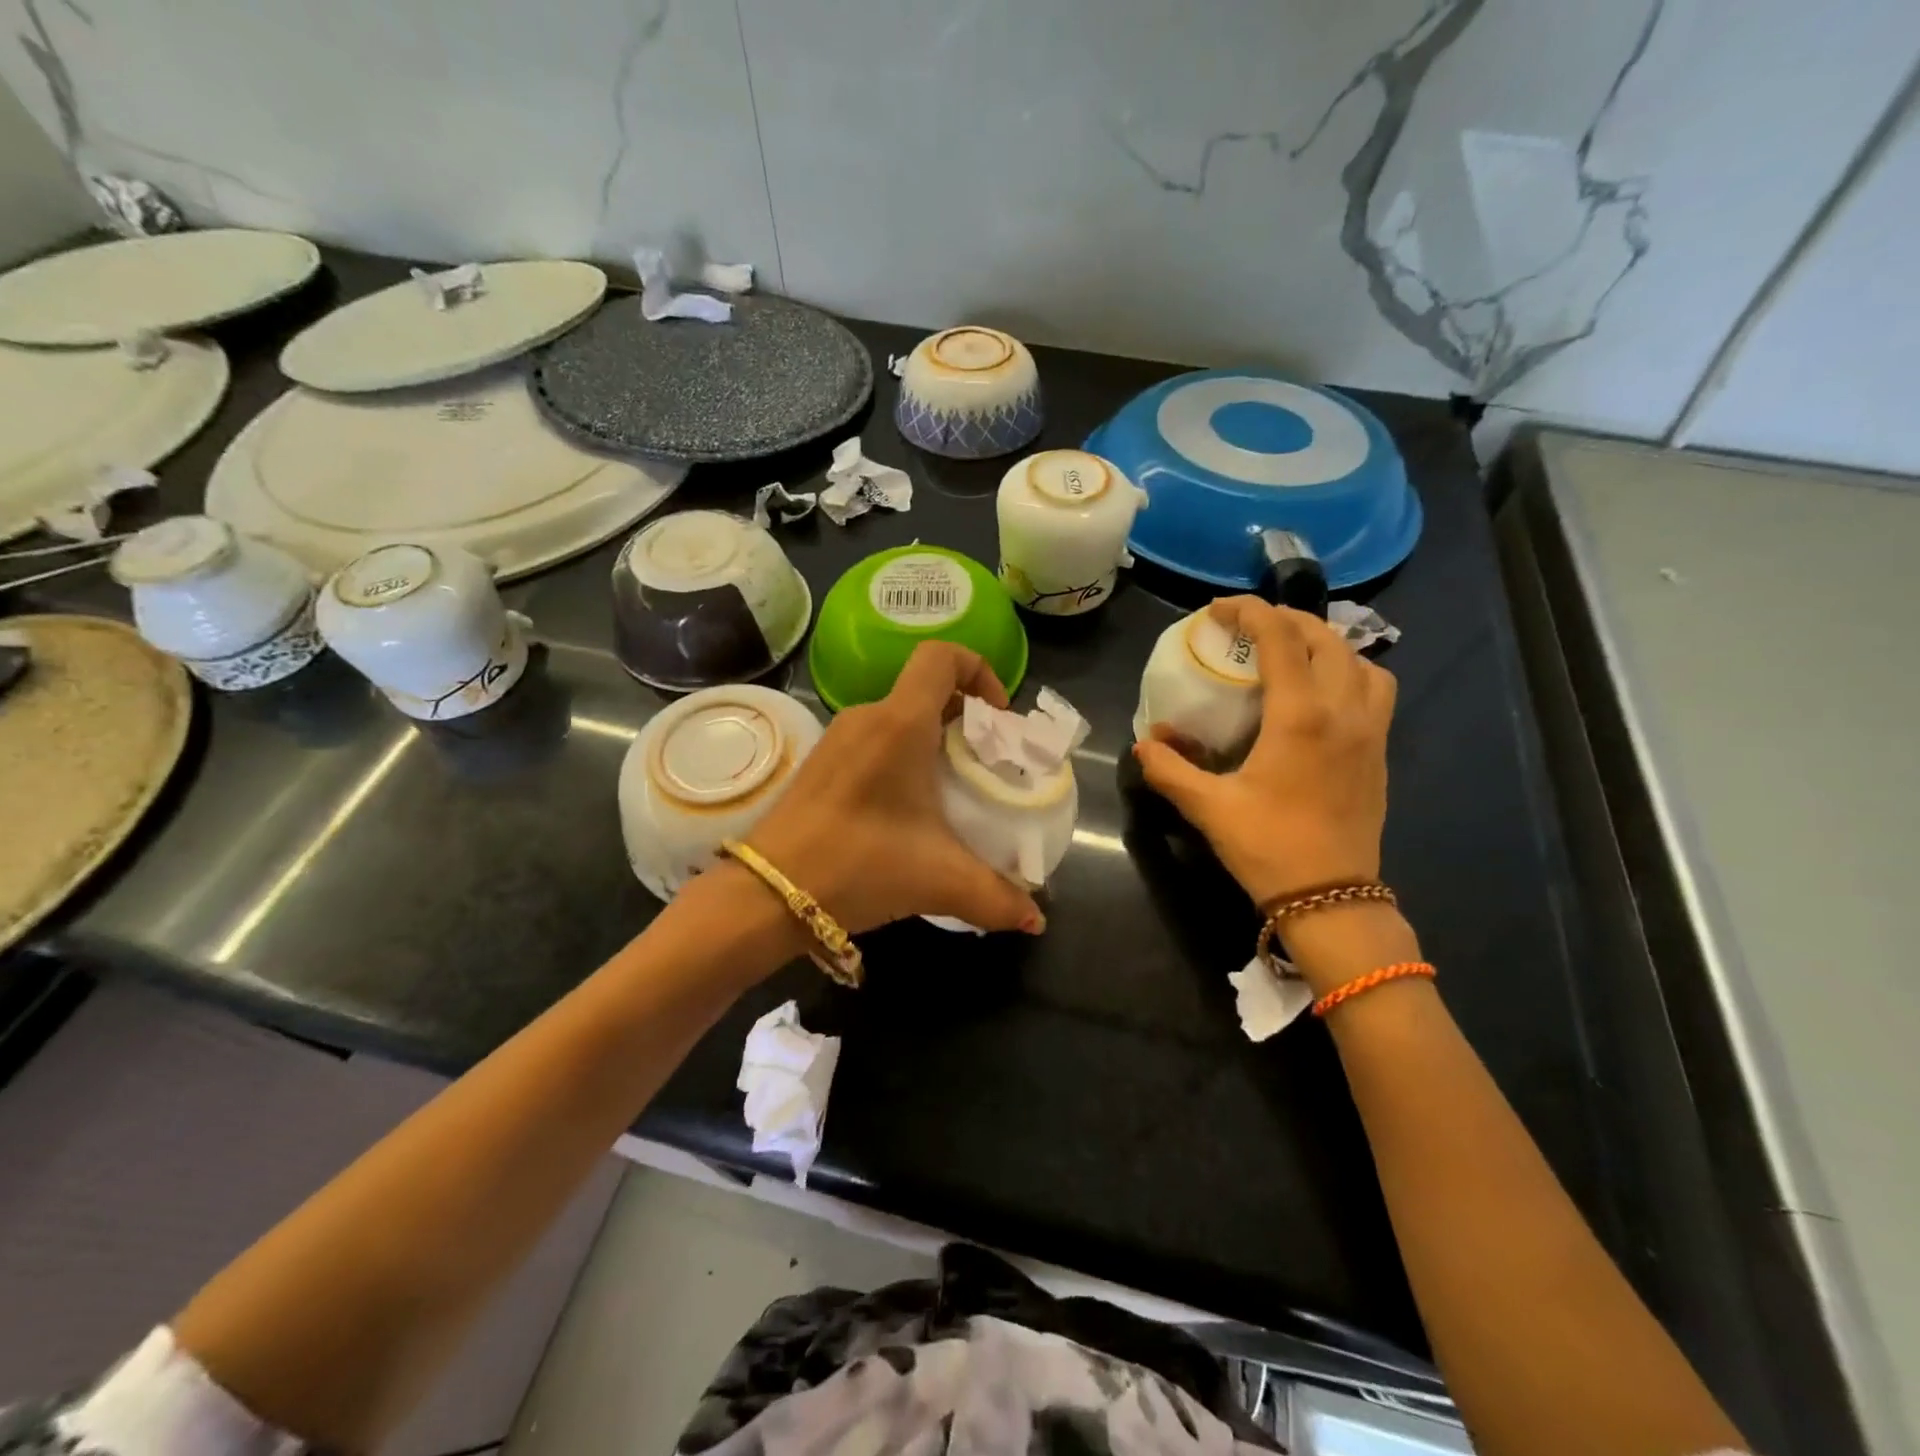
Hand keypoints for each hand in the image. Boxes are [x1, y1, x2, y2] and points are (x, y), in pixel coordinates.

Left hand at [744, 642, 1044, 936]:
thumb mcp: (938, 880)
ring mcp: (838, 738)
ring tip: (953, 792)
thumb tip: (1035, 919)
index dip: (979, 670)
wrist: (767, 893)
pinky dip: (903, 757)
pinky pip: (875, 740)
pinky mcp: (820, 763)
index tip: (996, 718)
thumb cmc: (858, 865)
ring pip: (899, 718)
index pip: (942, 657)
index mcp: (900, 723)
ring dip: (933, 742)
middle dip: (966, 719)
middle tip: (986, 764)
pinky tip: (909, 810)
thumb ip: (996, 897)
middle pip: (926, 690)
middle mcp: (868, 716)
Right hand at [1133, 597, 1395, 907]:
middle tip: (1250, 627)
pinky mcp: (1380, 752)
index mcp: (1300, 716)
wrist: (1332, 898)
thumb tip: (1144, 744)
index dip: (1249, 611)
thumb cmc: (1268, 847)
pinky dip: (1349, 672)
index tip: (1218, 609)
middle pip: (1325, 638)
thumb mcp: (1207, 807)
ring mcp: (1370, 731)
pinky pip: (1375, 690)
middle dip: (1286, 619)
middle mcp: (1343, 711)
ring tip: (1292, 653)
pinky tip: (1321, 695)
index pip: (1280, 639)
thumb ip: (1169, 769)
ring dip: (1325, 643)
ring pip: (1360, 661)